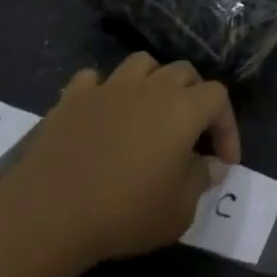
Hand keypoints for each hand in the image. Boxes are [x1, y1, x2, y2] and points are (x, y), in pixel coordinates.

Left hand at [0, 53, 239, 273]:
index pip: (219, 97)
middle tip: (191, 134)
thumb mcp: (178, 211)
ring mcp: (110, 87)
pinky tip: (103, 113)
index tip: (224, 160)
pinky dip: (104, 91)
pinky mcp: (73, 98)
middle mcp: (151, 87)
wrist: (49, 212)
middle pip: (185, 72)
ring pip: (143, 63)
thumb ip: (201, 182)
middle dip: (196, 97)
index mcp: (183, 108)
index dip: (228, 125)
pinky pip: (95, 79)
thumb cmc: (124, 212)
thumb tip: (211, 165)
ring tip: (150, 111)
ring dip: (153, 81)